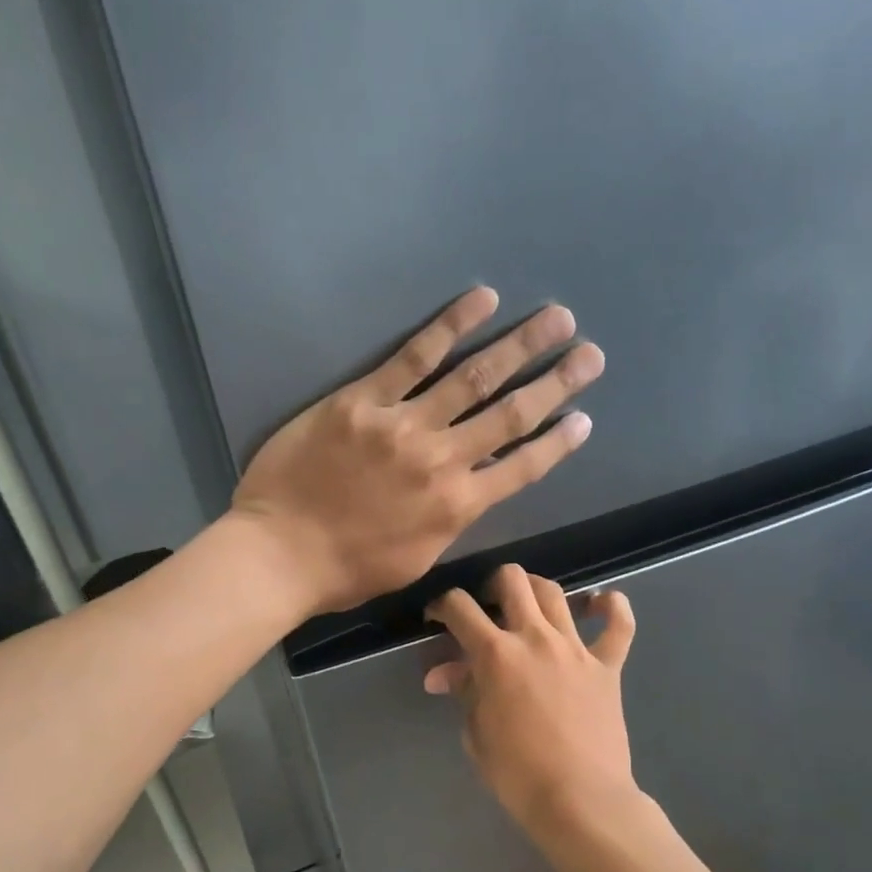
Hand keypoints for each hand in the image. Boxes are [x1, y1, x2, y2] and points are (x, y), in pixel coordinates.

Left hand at [230, 287, 603, 613]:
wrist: (281, 553)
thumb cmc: (346, 570)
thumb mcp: (415, 560)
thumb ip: (451, 520)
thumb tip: (475, 487)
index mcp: (457, 506)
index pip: (521, 468)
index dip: (557, 442)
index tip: (584, 418)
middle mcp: (442, 460)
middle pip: (509, 414)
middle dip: (555, 382)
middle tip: (590, 353)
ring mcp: (402, 425)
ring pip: (472, 378)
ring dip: (519, 346)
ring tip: (555, 319)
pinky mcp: (362, 400)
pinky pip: (413, 356)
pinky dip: (451, 326)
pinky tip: (482, 301)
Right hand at [425, 564, 637, 836]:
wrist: (579, 799)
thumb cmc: (517, 773)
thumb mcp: (476, 732)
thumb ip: (463, 692)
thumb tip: (442, 674)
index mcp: (495, 654)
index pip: (460, 608)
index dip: (442, 606)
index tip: (437, 618)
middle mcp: (535, 638)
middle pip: (512, 581)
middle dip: (491, 585)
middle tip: (487, 608)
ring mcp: (575, 648)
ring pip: (555, 593)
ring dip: (536, 590)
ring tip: (528, 606)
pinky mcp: (608, 665)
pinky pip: (619, 624)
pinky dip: (612, 607)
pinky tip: (600, 603)